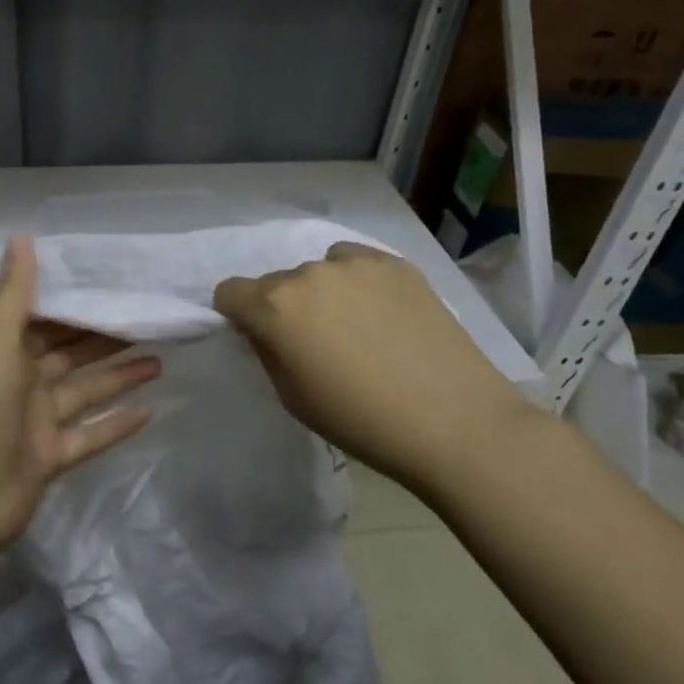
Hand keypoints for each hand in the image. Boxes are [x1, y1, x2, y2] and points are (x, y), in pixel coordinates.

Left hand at [0, 235, 159, 553]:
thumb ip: (14, 292)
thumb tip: (21, 235)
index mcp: (4, 352)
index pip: (46, 320)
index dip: (78, 305)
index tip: (116, 287)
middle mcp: (20, 382)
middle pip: (70, 355)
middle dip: (105, 339)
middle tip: (149, 322)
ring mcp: (36, 423)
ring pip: (84, 392)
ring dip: (118, 376)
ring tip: (159, 360)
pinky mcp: (51, 459)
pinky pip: (89, 435)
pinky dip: (115, 424)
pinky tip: (150, 412)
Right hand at [214, 242, 534, 491]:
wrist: (454, 421)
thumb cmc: (360, 421)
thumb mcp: (291, 397)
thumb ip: (266, 352)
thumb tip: (262, 330)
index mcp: (275, 307)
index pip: (229, 292)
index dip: (236, 315)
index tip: (258, 338)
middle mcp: (307, 273)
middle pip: (275, 283)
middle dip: (282, 307)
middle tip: (314, 343)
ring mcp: (355, 263)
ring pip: (317, 270)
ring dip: (320, 293)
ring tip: (355, 328)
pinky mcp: (396, 263)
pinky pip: (355, 263)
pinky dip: (356, 283)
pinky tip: (382, 314)